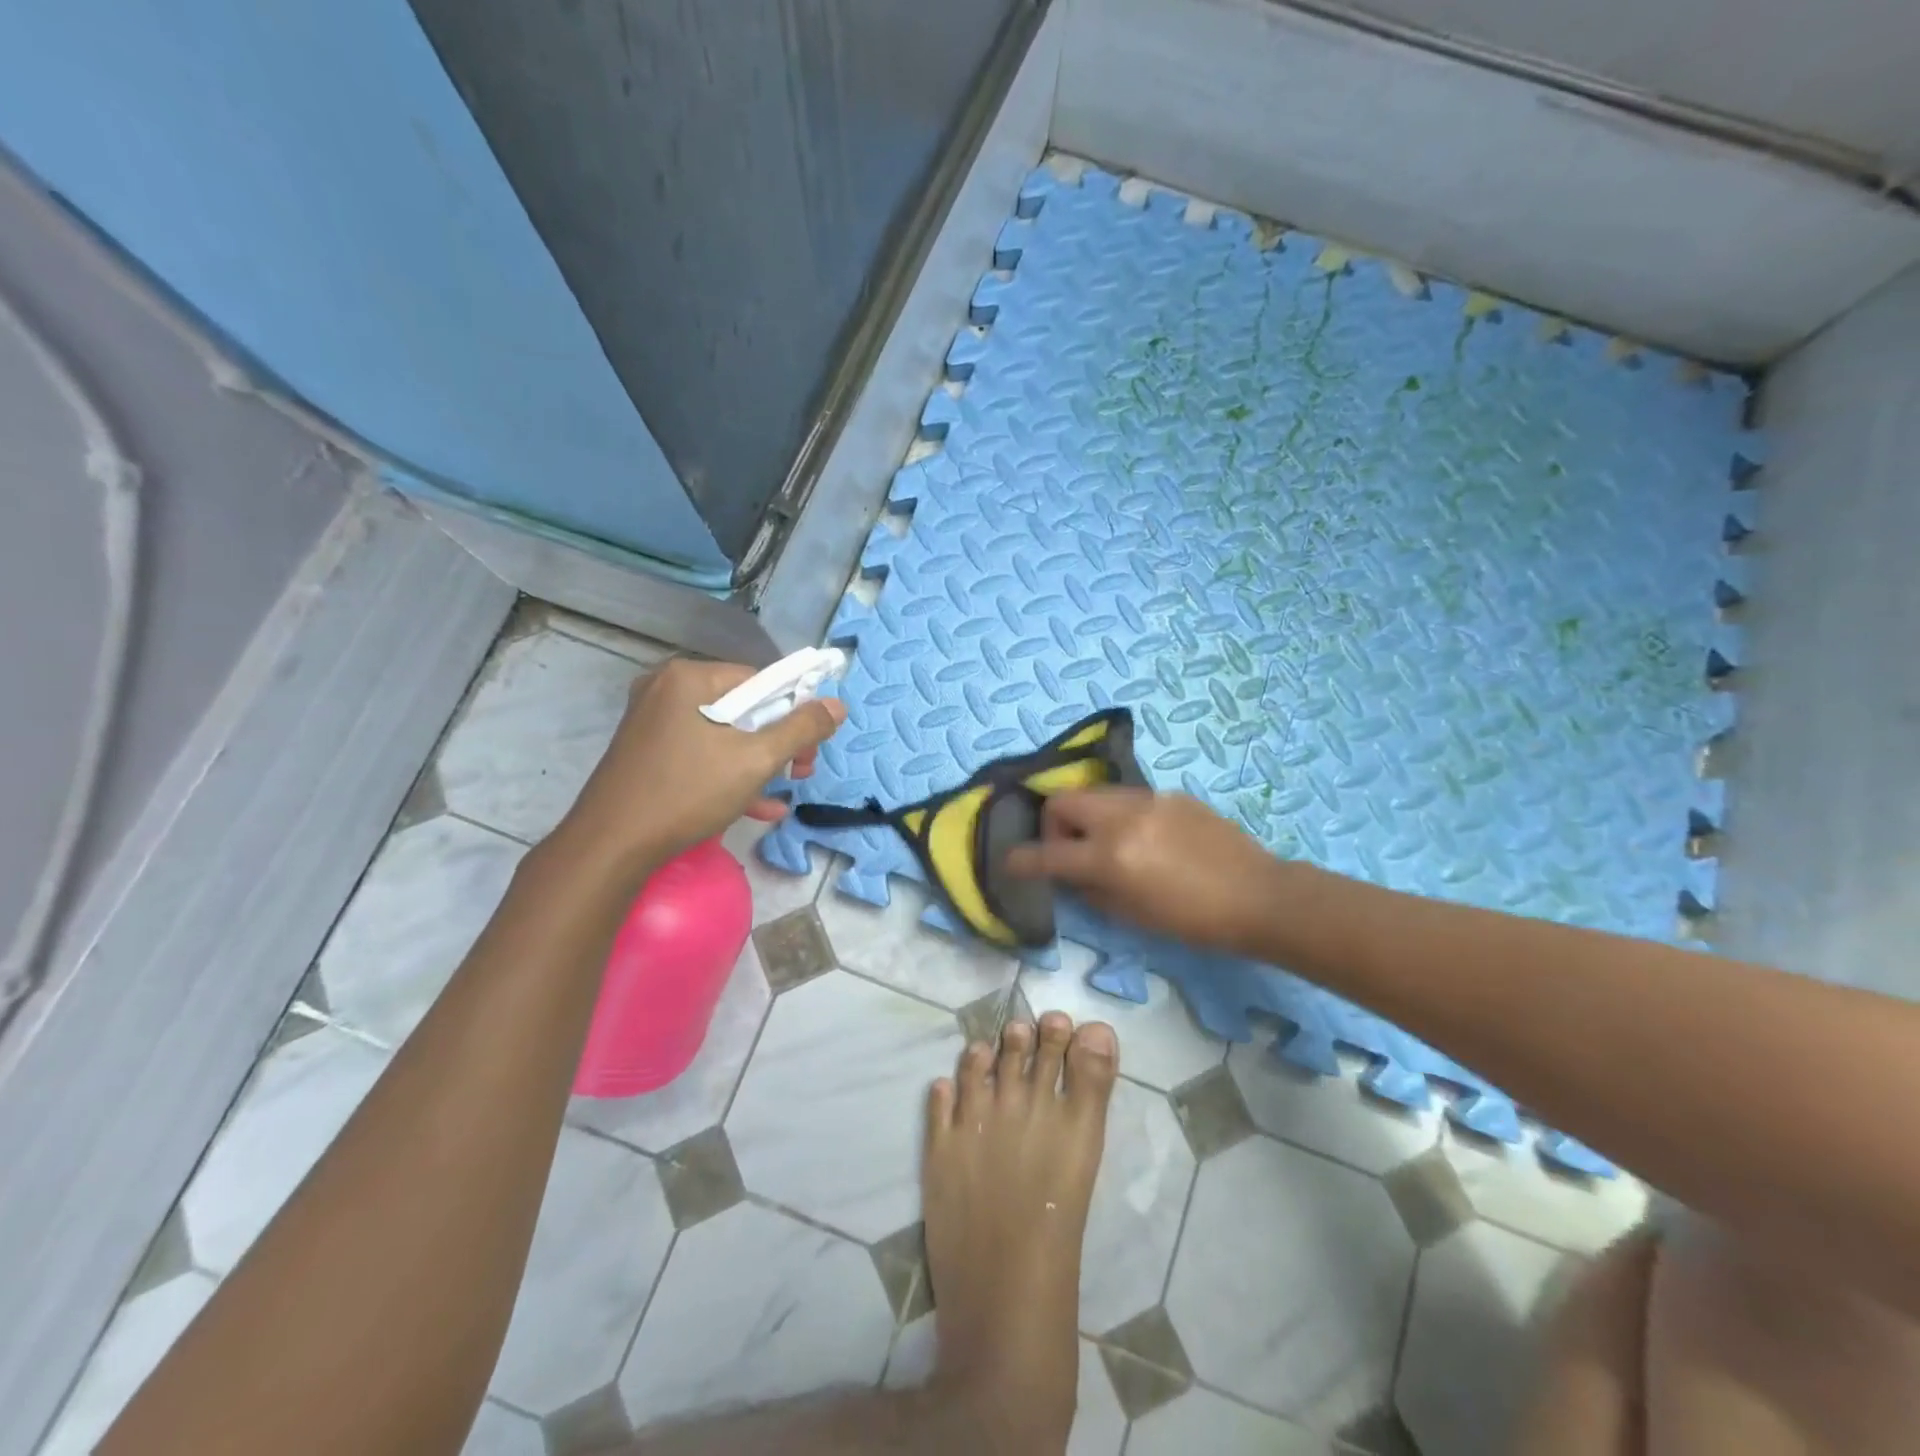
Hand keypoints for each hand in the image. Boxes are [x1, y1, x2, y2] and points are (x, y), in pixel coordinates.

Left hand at [556, 658, 845, 868]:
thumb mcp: (755, 760)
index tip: (808, 751)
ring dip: (758, 763)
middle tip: (799, 773)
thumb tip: (837, 705)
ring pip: (723, 734)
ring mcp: (652, 721)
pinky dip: (728, 773)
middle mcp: (666, 689)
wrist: (610, 847)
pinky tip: (758, 807)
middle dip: (778, 742)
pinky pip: (700, 752)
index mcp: (689, 678)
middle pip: (742, 707)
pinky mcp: (646, 751)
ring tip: (783, 793)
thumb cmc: (686, 793)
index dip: (793, 713)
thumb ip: (801, 729)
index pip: (760, 681)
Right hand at [1005, 789, 1282, 955]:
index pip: (1047, 854)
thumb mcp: (1131, 916)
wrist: (1258, 896)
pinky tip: (1145, 840)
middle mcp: (1121, 818)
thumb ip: (1090, 890)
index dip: (1022, 860)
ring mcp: (1147, 800)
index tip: (1011, 862)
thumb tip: (1071, 873)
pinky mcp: (1170, 795)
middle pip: (1062, 800)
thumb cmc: (1192, 920)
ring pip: (1094, 794)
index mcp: (1109, 856)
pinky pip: (1128, 799)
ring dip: (1087, 816)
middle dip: (1053, 824)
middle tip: (1069, 851)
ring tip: (1107, 844)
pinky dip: (1120, 816)